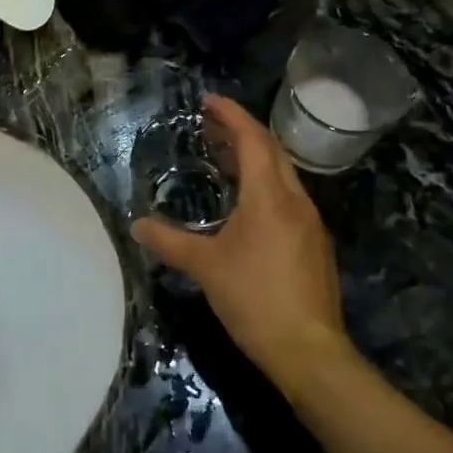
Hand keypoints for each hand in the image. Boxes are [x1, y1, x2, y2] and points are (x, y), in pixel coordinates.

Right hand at [133, 94, 348, 393]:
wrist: (309, 351)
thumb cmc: (255, 300)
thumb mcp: (205, 267)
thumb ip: (169, 242)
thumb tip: (137, 225)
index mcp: (270, 196)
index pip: (253, 139)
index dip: (231, 115)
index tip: (209, 101)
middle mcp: (296, 200)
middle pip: (272, 151)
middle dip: (242, 131)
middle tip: (210, 124)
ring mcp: (310, 223)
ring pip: (283, 174)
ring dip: (255, 158)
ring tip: (223, 157)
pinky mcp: (315, 244)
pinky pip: (288, 197)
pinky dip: (266, 183)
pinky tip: (246, 201)